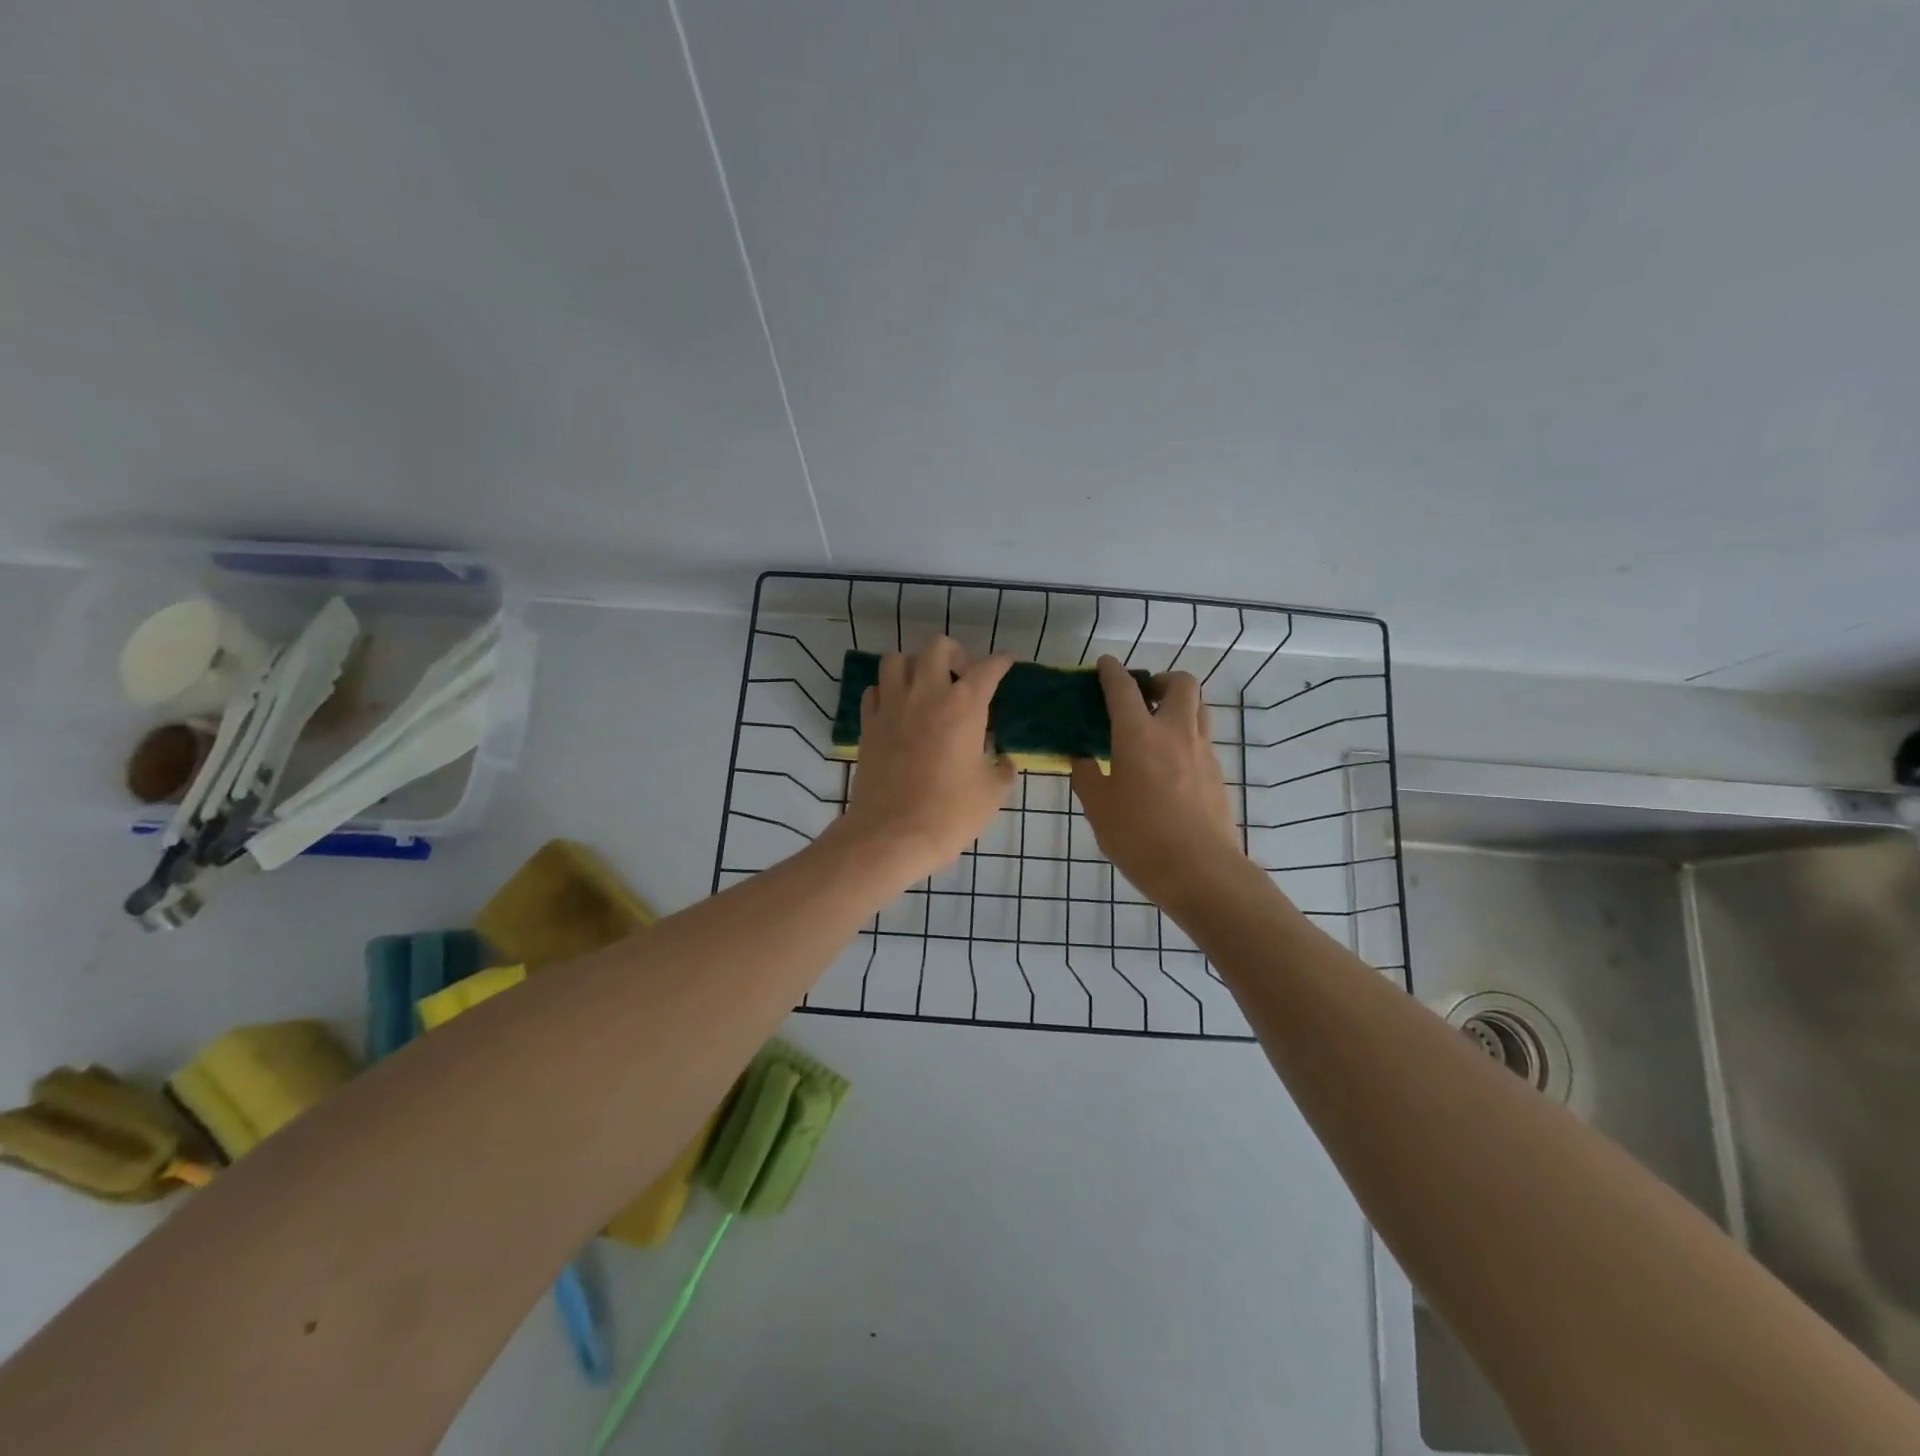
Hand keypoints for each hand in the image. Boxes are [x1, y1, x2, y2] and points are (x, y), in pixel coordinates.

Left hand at [835, 637, 1015, 886]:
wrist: (891, 836)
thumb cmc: (949, 814)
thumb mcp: (991, 793)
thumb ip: (1001, 769)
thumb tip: (1002, 760)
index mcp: (964, 706)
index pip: (988, 669)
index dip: (1001, 661)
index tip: (1008, 661)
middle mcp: (926, 694)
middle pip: (938, 647)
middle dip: (956, 654)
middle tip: (963, 676)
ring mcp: (892, 706)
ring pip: (897, 659)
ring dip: (915, 665)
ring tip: (926, 686)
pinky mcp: (868, 724)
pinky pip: (875, 690)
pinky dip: (888, 691)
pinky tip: (898, 709)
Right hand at [1071, 657, 1244, 903]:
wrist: (1200, 871)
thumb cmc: (1139, 837)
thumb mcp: (1098, 808)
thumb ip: (1087, 776)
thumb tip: (1082, 758)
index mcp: (1138, 735)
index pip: (1124, 689)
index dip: (1112, 672)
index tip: (1104, 665)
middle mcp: (1175, 732)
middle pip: (1180, 683)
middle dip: (1160, 680)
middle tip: (1142, 697)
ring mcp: (1202, 751)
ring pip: (1198, 708)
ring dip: (1178, 704)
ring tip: (1156, 725)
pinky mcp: (1217, 773)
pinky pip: (1202, 738)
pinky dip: (1185, 735)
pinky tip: (1168, 764)